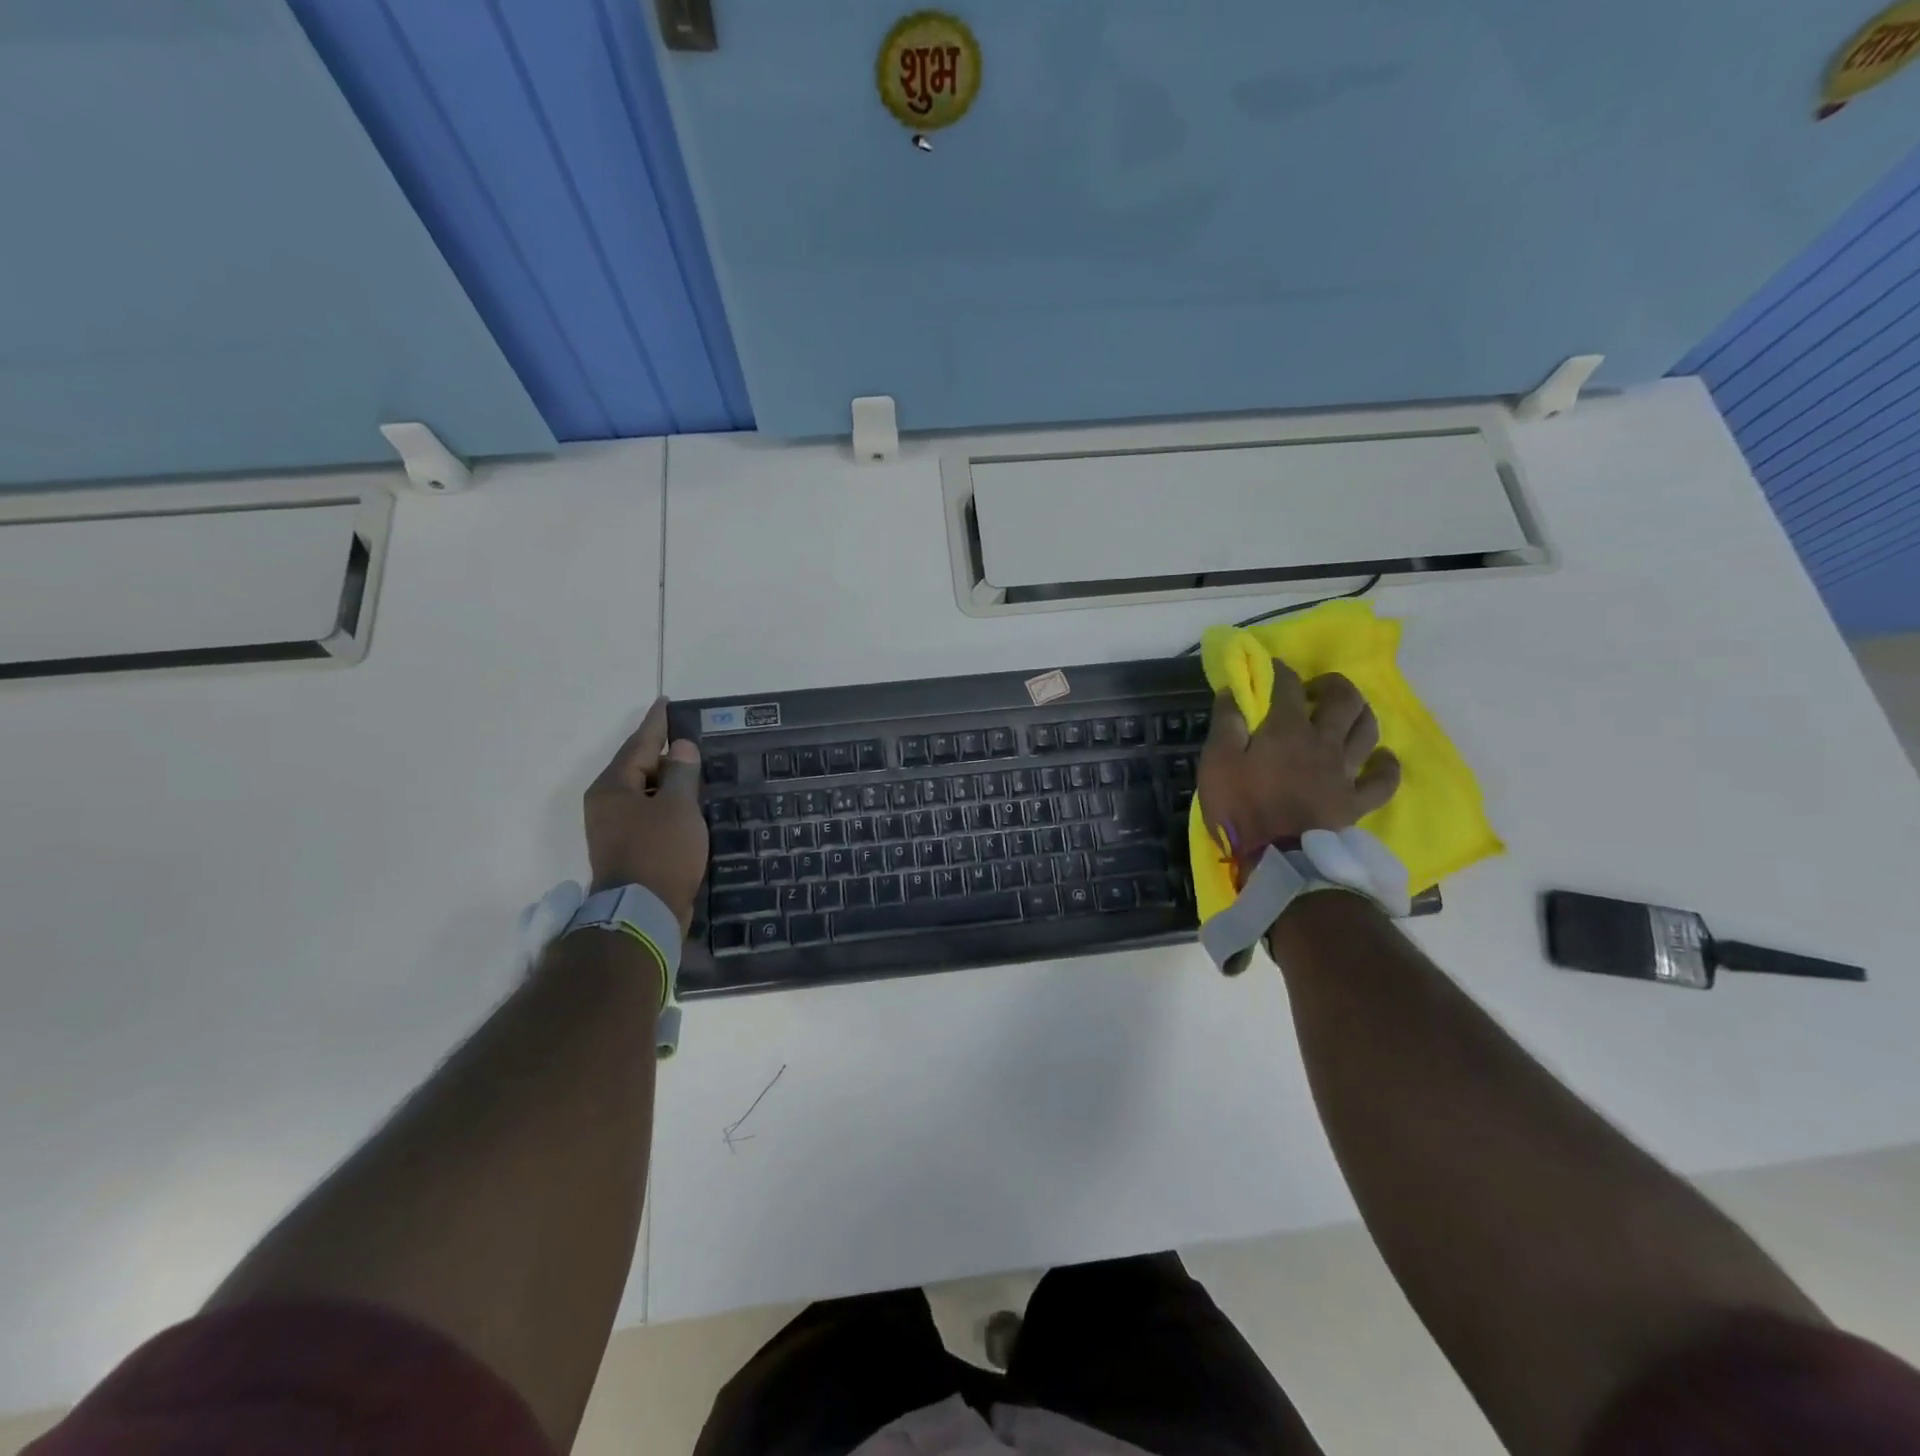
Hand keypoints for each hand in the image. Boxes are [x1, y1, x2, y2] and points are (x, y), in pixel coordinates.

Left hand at [585, 699, 706, 931]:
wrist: (642, 913)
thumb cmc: (660, 852)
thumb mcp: (679, 807)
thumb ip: (682, 772)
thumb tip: (681, 747)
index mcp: (613, 787)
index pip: (639, 744)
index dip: (657, 723)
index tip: (666, 703)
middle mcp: (606, 804)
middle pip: (639, 768)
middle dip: (664, 754)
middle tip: (691, 739)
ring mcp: (614, 829)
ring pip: (645, 794)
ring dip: (668, 782)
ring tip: (695, 770)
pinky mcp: (628, 849)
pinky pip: (649, 814)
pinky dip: (668, 805)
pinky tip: (688, 806)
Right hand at [1197, 664, 1400, 879]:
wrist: (1280, 860)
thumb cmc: (1242, 808)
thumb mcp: (1217, 762)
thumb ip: (1226, 723)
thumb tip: (1233, 690)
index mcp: (1287, 728)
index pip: (1288, 686)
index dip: (1280, 671)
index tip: (1271, 668)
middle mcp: (1323, 741)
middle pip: (1343, 700)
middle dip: (1331, 685)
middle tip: (1314, 690)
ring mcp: (1345, 771)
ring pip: (1367, 730)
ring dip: (1360, 714)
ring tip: (1346, 714)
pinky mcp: (1356, 801)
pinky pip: (1383, 780)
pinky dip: (1386, 765)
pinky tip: (1381, 758)